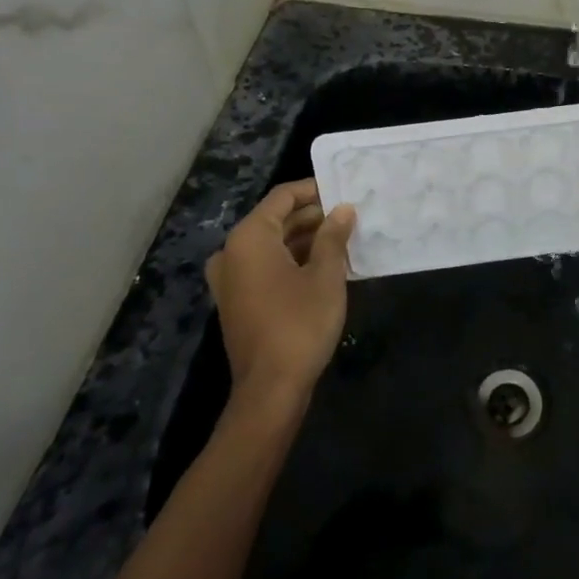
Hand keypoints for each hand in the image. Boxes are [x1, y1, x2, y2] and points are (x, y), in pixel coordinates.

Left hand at [207, 179, 356, 408]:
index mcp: (249, 238)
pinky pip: (264, 267)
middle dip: (312, 217)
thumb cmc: (300, 323)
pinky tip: (322, 267)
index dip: (313, 190)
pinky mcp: (236, 301)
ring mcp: (230, 279)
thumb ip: (333, 236)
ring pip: (270, 245)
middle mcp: (232, 252)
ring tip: (342, 240)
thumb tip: (343, 209)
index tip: (342, 191)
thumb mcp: (325, 275)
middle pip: (274, 220)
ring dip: (304, 240)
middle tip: (348, 217)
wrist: (270, 389)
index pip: (282, 197)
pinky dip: (290, 261)